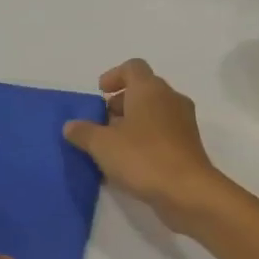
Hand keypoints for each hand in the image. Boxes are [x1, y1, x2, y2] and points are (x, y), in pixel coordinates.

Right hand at [64, 60, 228, 233]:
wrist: (187, 191)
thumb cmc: (143, 157)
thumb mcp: (102, 145)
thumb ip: (83, 132)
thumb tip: (71, 125)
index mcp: (150, 89)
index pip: (133, 67)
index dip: (114, 76)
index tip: (100, 93)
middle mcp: (170, 99)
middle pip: (143, 90)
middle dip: (120, 103)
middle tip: (102, 123)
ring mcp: (183, 122)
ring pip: (154, 113)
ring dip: (132, 123)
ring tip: (112, 146)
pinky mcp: (188, 145)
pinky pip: (162, 133)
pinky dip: (145, 140)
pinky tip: (129, 163)